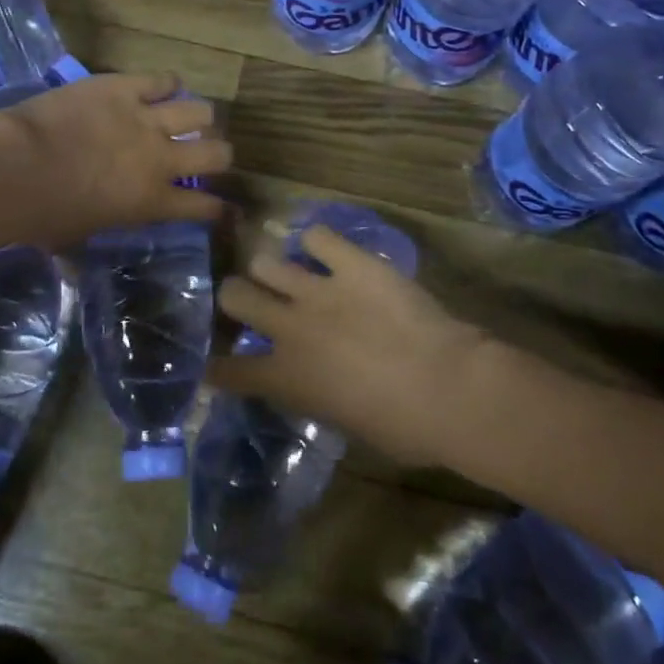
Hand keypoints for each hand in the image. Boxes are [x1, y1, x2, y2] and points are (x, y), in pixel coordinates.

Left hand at [0, 72, 228, 249]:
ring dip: (197, 117)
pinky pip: (161, 79)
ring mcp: (145, 119)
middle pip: (216, 153)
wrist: (14, 170)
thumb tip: (74, 268)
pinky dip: (166, 83)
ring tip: (188, 117)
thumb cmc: (41, 216)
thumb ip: (87, 242)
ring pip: (198, 112)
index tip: (223, 206)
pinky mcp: (122, 88)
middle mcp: (160, 159)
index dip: (218, 207)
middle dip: (219, 154)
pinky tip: (164, 86)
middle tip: (207, 153)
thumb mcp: (73, 239)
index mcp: (152, 202)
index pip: (204, 206)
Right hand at [212, 226, 488, 467]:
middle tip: (253, 298)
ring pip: (267, 261)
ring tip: (289, 272)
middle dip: (237, 296)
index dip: (218, 366)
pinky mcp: (353, 264)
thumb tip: (312, 382)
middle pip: (235, 295)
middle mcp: (290, 328)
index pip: (229, 370)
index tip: (217, 364)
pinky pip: (319, 236)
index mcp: (286, 378)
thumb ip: (315, 395)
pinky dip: (319, 242)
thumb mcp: (344, 423)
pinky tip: (328, 251)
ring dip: (273, 268)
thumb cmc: (403, 428)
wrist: (447, 388)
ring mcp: (319, 291)